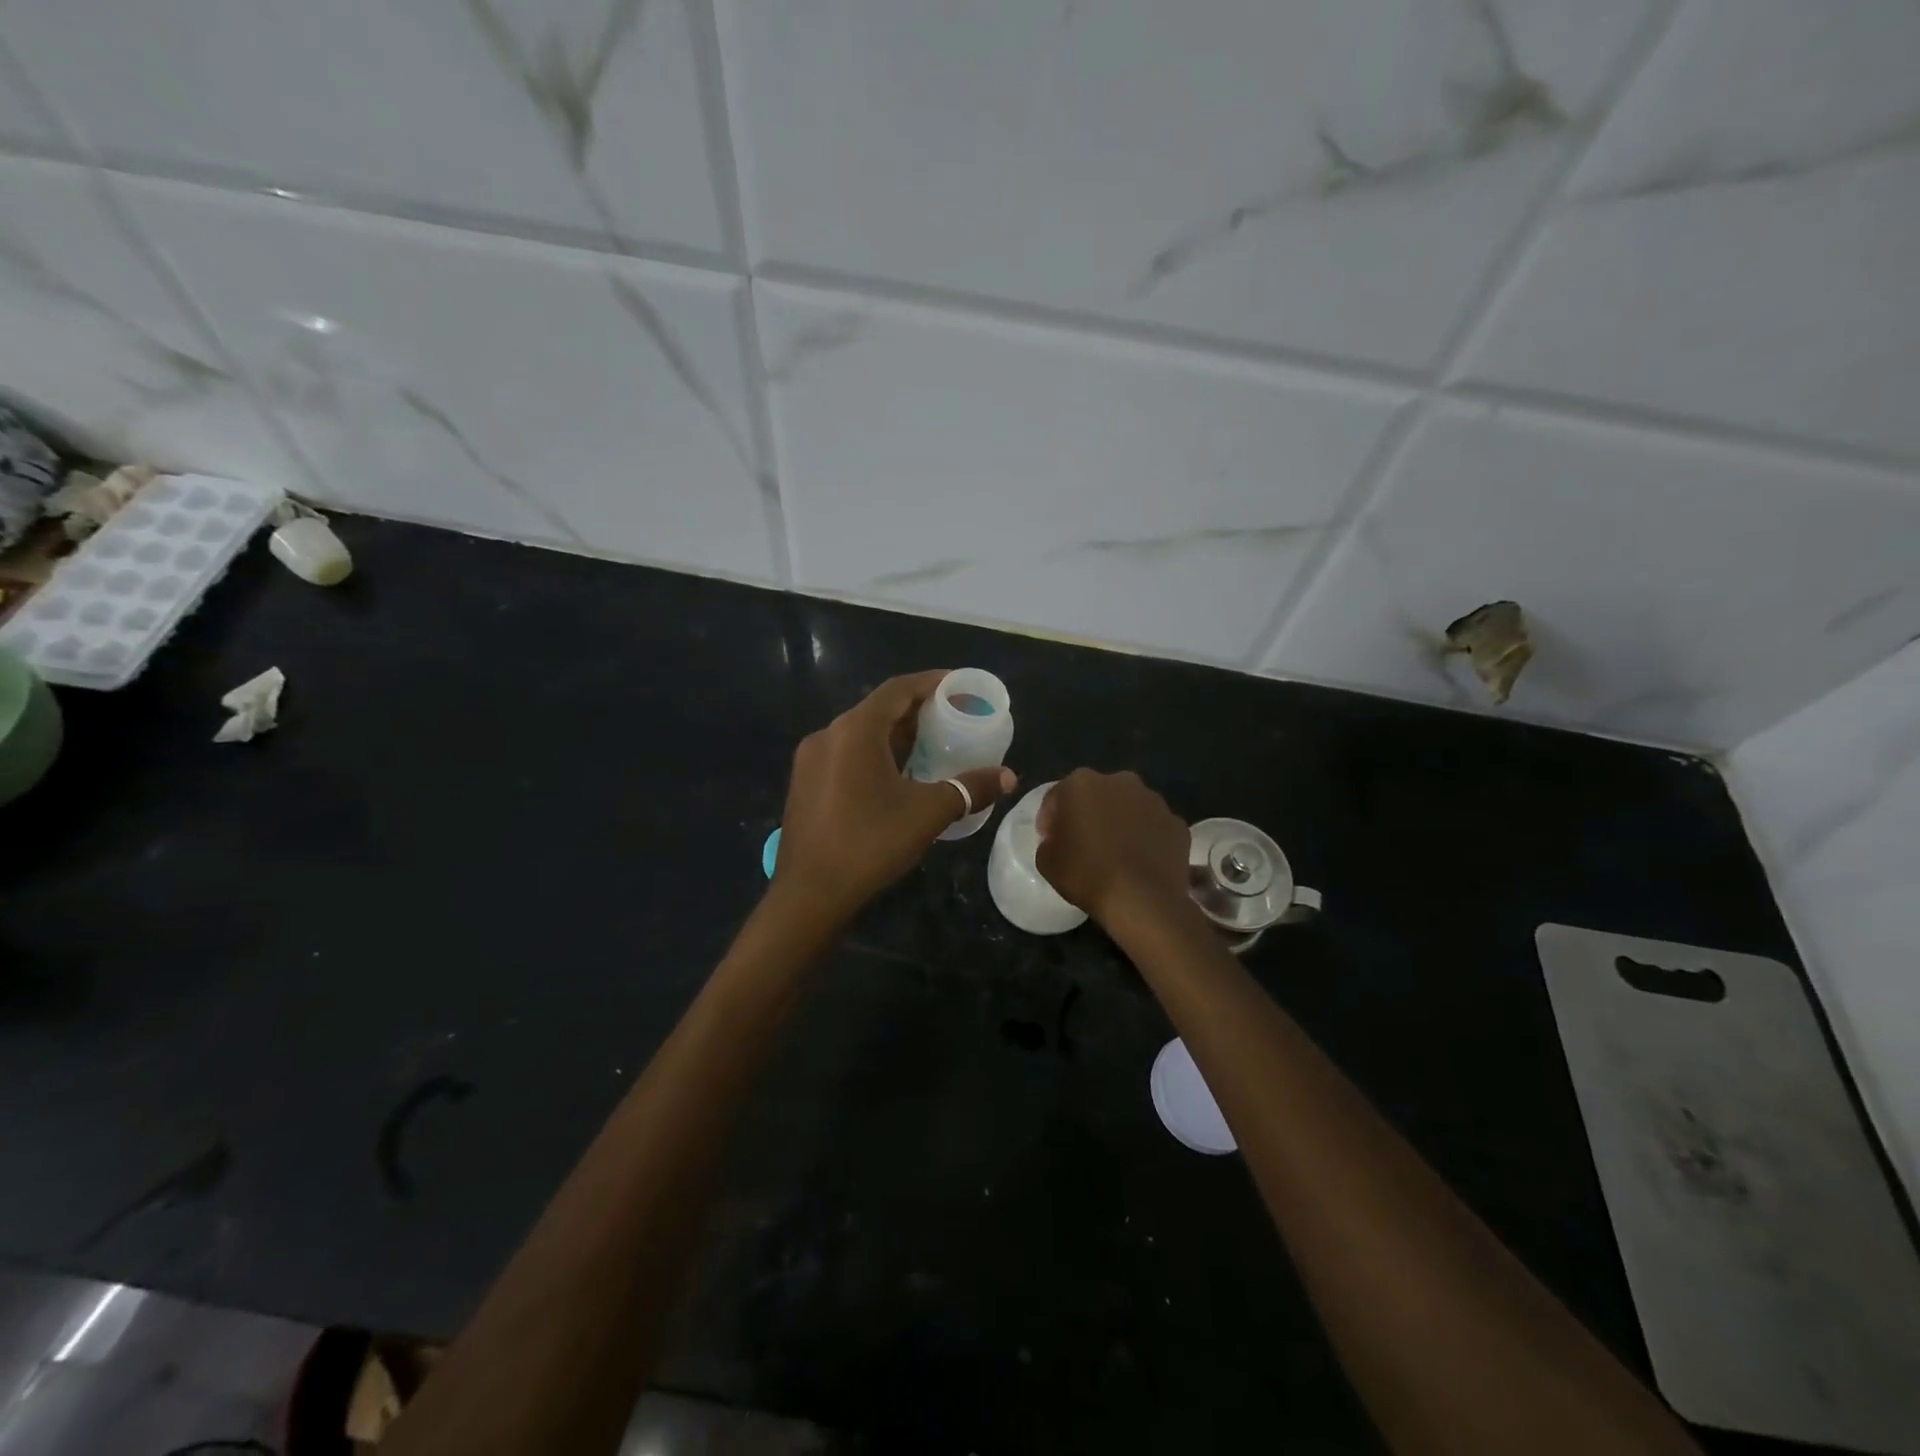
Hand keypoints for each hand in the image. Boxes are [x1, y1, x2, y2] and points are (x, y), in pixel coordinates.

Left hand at [774, 670, 1015, 926]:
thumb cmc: (869, 844)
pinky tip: (899, 775)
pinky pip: (847, 755)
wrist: (808, 895)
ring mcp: (811, 760)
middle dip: (918, 711)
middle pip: (879, 709)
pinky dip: (876, 754)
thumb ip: (969, 788)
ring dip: (897, 735)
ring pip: (862, 734)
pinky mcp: (806, 783)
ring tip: (933, 746)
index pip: (898, 689)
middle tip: (954, 719)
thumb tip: (1008, 776)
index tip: (961, 687)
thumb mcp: (927, 814)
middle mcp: (828, 735)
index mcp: (855, 730)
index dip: (932, 682)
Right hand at [1035, 769, 1190, 927]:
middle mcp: (1120, 781)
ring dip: (1119, 822)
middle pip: (1096, 794)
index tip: (1050, 839)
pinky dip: (1146, 837)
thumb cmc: (1087, 875)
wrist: (1142, 901)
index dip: (1050, 818)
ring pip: (1128, 807)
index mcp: (1082, 783)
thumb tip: (1058, 838)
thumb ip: (1049, 840)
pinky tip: (1140, 860)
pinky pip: (1153, 826)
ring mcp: (1153, 800)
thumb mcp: (1046, 861)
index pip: (1058, 796)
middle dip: (1088, 812)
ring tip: (1115, 852)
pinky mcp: (1177, 822)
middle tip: (1082, 842)